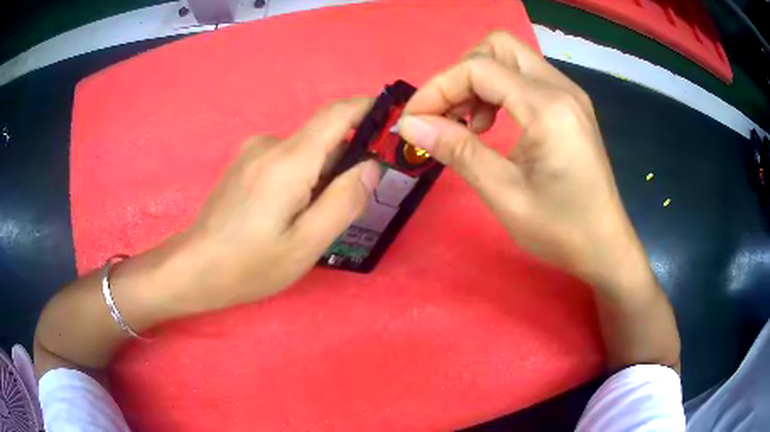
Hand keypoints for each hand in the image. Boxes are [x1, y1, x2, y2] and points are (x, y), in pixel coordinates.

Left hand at [175, 99, 380, 313]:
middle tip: (353, 201)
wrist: (195, 267)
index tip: (394, 122)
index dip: (369, 108)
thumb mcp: (306, 244)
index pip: (337, 113)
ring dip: (322, 175)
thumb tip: (371, 167)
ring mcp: (253, 152)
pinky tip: (289, 213)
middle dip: (347, 159)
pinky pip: (286, 160)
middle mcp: (270, 144)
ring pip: (305, 152)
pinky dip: (302, 178)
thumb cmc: (250, 264)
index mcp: (288, 160)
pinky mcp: (244, 164)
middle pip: (323, 136)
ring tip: (314, 217)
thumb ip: (344, 202)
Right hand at [398, 32, 646, 290]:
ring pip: (511, 59)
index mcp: (548, 108)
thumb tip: (410, 124)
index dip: (438, 88)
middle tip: (448, 114)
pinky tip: (493, 125)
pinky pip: (525, 78)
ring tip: (469, 124)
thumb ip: (458, 151)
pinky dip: (499, 91)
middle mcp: (561, 88)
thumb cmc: (561, 230)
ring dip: (479, 82)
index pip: (479, 69)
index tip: (413, 119)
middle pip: (498, 47)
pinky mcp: (569, 106)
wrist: (605, 247)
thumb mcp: (504, 195)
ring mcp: (568, 94)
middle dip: (462, 73)